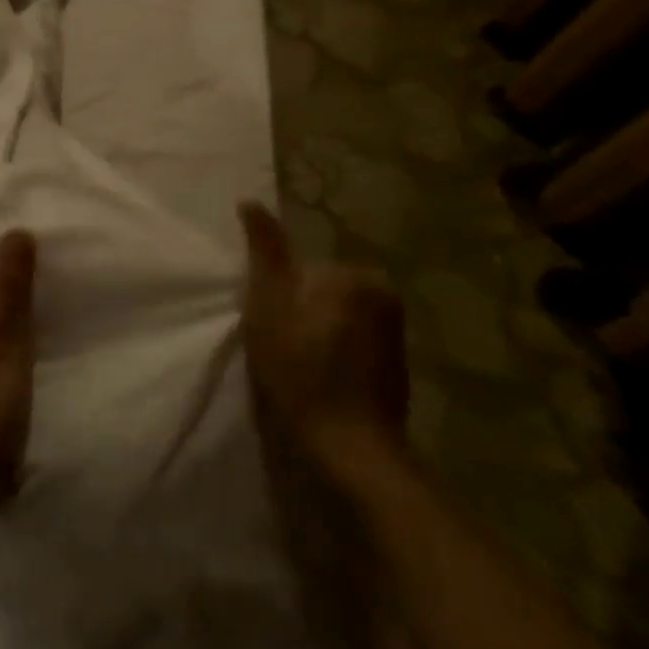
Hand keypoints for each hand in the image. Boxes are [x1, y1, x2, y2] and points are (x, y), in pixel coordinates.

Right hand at [238, 202, 409, 486]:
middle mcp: (382, 293)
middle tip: (281, 348)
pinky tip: (322, 378)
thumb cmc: (300, 370)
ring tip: (299, 366)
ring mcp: (395, 330)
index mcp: (352, 275)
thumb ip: (265, 251)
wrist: (351, 447)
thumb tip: (251, 201)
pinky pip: (353, 339)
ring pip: (335, 315)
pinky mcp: (397, 361)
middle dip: (298, 311)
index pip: (299, 269)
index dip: (276, 296)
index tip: (270, 327)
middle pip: (319, 289)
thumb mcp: (267, 305)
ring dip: (315, 332)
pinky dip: (335, 352)